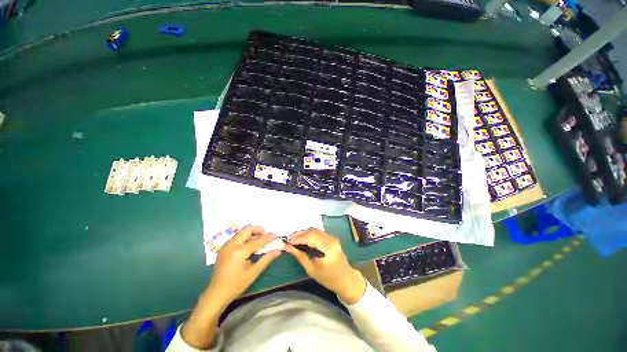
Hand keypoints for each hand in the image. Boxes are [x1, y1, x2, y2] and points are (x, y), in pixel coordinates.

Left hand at [207, 225, 281, 305]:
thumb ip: (266, 259)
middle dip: (258, 230)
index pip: (256, 241)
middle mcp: (231, 245)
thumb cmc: (235, 285)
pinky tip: (250, 245)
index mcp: (239, 252)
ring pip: (241, 232)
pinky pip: (236, 237)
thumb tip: (277, 251)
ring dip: (252, 233)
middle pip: (246, 230)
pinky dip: (245, 237)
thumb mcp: (253, 273)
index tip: (276, 235)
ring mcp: (226, 246)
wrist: (216, 294)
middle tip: (266, 234)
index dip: (267, 237)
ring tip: (260, 239)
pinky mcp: (223, 248)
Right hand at [285, 228, 366, 303]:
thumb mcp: (312, 270)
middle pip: (313, 231)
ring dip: (304, 232)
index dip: (298, 238)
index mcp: (328, 248)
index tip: (287, 241)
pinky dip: (309, 234)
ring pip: (315, 230)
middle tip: (288, 238)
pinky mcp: (332, 237)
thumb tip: (288, 247)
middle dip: (300, 233)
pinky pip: (318, 232)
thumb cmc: (329, 278)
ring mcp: (332, 237)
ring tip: (293, 238)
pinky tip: (302, 238)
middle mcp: (331, 239)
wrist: (346, 279)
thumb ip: (300, 256)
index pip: (311, 237)